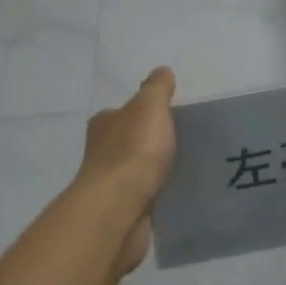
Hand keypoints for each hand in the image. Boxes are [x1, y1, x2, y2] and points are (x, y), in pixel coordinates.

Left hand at [77, 67, 177, 272]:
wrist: (118, 210)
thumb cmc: (133, 151)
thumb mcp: (150, 106)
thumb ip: (157, 88)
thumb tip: (162, 71)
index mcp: (104, 123)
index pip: (124, 112)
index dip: (145, 112)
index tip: (169, 117)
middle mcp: (100, 151)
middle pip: (129, 141)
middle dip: (151, 142)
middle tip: (183, 143)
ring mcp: (109, 185)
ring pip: (136, 171)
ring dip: (154, 171)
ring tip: (185, 169)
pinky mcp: (120, 213)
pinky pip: (143, 198)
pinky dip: (155, 195)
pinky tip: (175, 194)